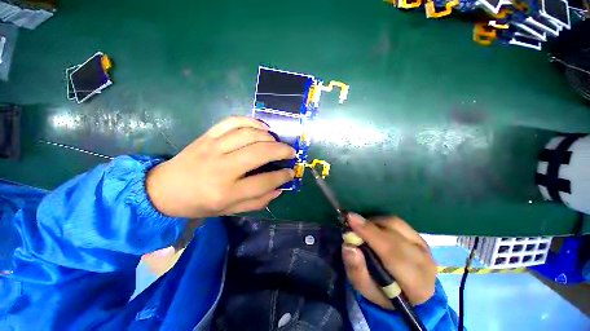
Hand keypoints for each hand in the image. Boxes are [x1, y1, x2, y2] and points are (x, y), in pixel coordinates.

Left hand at [146, 116, 295, 217]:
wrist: (164, 189)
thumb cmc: (199, 204)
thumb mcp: (229, 210)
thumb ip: (257, 201)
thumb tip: (279, 188)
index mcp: (226, 192)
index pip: (264, 182)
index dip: (282, 176)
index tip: (291, 172)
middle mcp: (221, 168)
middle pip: (259, 153)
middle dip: (281, 151)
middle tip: (291, 152)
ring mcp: (213, 148)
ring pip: (248, 134)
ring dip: (269, 136)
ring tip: (276, 142)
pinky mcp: (207, 136)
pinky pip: (232, 121)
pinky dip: (251, 121)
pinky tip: (261, 127)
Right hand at [342, 214, 436, 307]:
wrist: (410, 295)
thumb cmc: (384, 294)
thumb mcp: (366, 289)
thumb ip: (356, 270)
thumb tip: (348, 245)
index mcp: (415, 283)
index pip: (392, 253)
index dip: (370, 233)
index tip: (350, 219)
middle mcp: (424, 261)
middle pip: (393, 235)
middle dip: (369, 226)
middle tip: (350, 221)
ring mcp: (424, 246)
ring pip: (395, 224)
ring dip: (374, 223)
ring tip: (362, 229)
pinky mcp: (419, 237)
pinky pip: (397, 222)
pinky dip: (381, 222)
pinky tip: (373, 229)